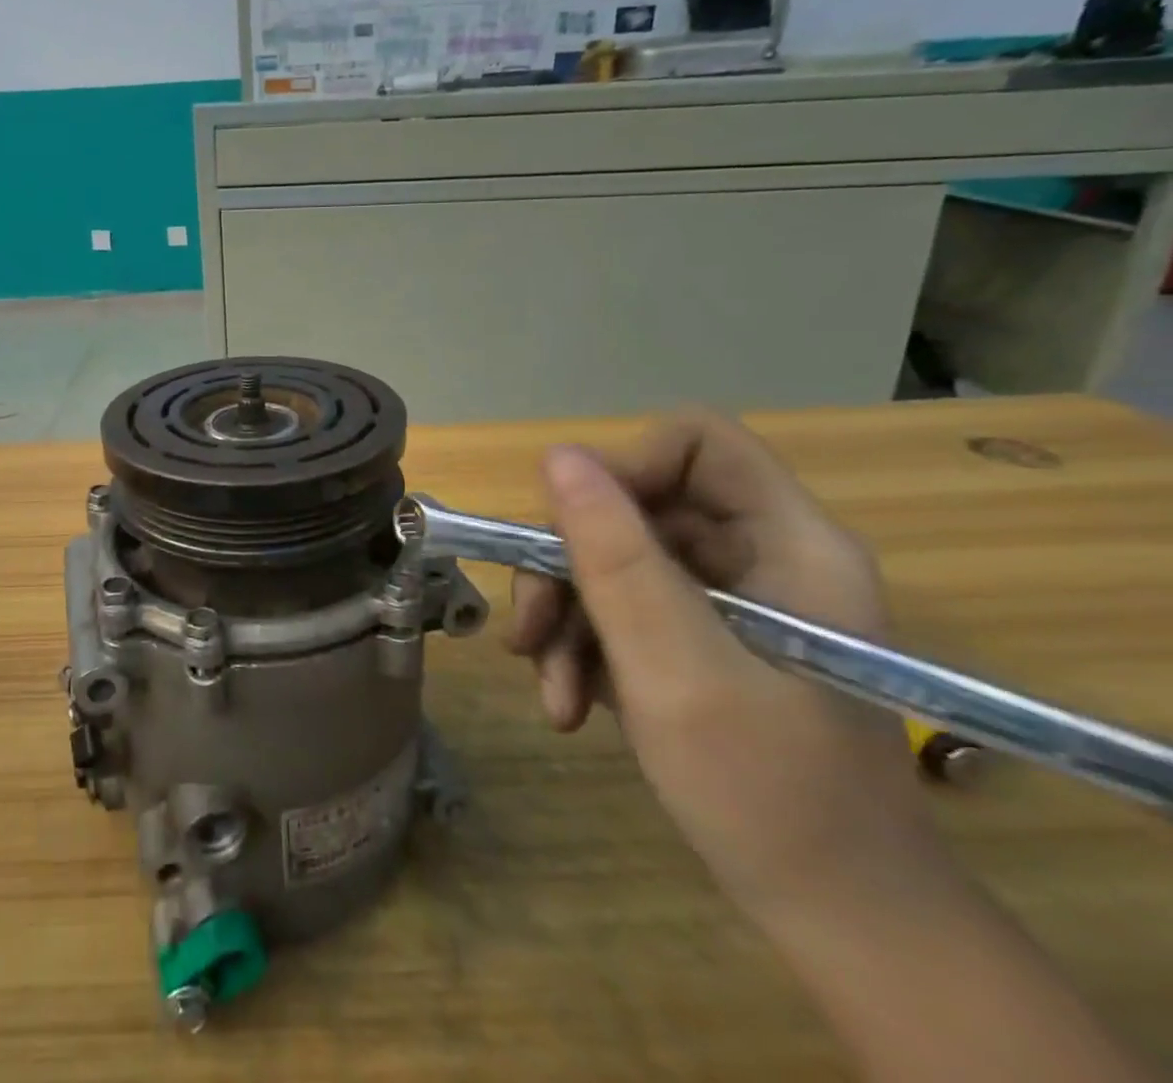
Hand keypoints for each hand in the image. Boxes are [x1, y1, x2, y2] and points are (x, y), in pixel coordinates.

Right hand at [504, 413, 944, 922]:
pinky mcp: (699, 639)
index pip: (695, 443)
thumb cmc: (772, 795)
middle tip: (529, 632)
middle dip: (570, 568)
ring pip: (615, 561)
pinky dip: (583, 650)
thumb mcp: (676, 668)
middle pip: (636, 508)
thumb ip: (617, 557)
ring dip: (566, 620)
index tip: (569, 533)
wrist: (838, 923)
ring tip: (552, 692)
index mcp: (787, 542)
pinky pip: (620, 609)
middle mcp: (759, 556)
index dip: (623, 469)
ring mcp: (728, 601)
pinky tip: (569, 704)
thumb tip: (556, 455)